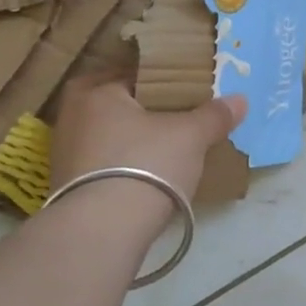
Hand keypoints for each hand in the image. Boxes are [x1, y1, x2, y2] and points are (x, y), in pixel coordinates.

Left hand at [47, 74, 244, 230]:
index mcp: (96, 91)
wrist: (102, 232)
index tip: (185, 92)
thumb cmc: (145, 165)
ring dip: (134, 143)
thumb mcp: (190, 136)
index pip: (133, 73)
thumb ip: (213, 116)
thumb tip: (240, 100)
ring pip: (109, 138)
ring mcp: (65, 155)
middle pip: (119, 107)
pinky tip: (147, 179)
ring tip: (167, 151)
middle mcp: (72, 117)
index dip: (162, 80)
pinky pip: (103, 167)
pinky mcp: (68, 189)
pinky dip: (123, 169)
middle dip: (146, 113)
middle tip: (178, 120)